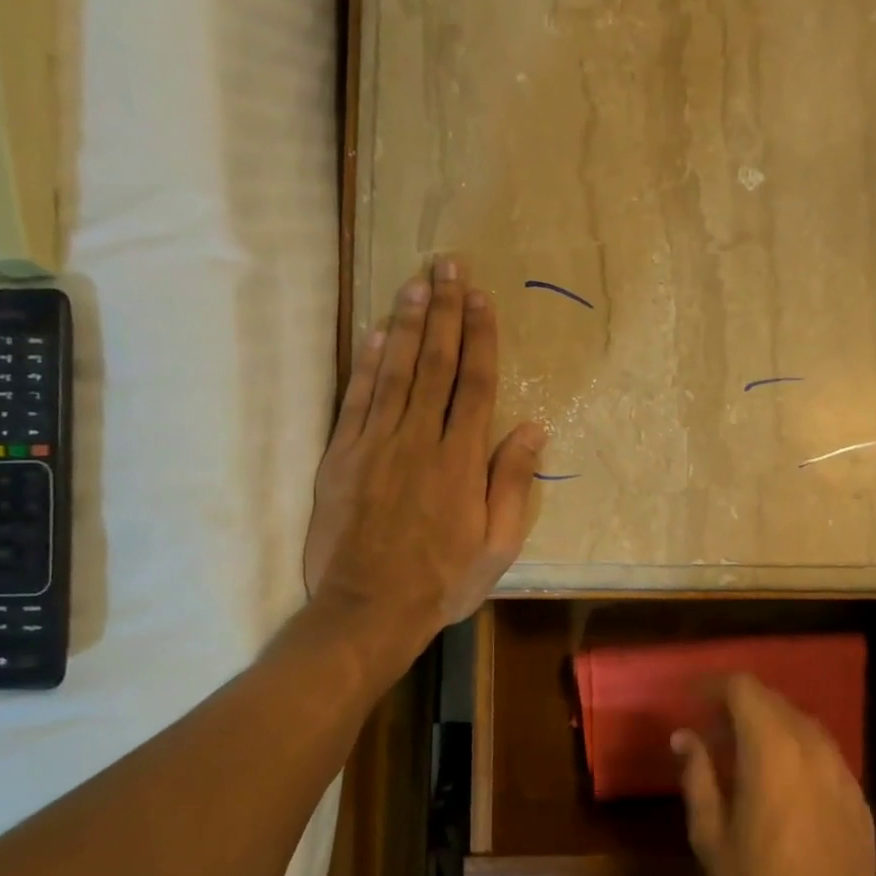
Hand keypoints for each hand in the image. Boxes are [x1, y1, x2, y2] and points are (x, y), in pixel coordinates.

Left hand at [304, 258, 546, 660]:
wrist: (368, 610)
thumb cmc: (442, 580)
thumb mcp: (498, 544)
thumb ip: (512, 482)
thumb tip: (532, 428)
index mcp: (461, 460)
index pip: (475, 384)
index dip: (480, 337)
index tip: (482, 297)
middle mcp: (419, 439)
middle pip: (436, 364)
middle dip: (445, 311)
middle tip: (448, 265)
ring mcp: (376, 444)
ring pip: (395, 371)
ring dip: (408, 323)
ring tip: (417, 282)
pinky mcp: (342, 456)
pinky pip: (357, 398)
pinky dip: (367, 362)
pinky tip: (376, 332)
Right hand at [674, 677, 875, 875]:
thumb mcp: (711, 836)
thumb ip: (697, 775)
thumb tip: (684, 736)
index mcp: (772, 749)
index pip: (743, 688)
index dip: (714, 686)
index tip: (691, 699)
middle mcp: (811, 746)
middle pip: (772, 701)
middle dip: (738, 706)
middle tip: (710, 732)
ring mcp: (840, 769)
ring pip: (800, 723)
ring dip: (768, 726)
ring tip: (742, 755)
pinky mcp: (856, 795)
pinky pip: (821, 752)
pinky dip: (795, 749)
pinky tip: (780, 783)